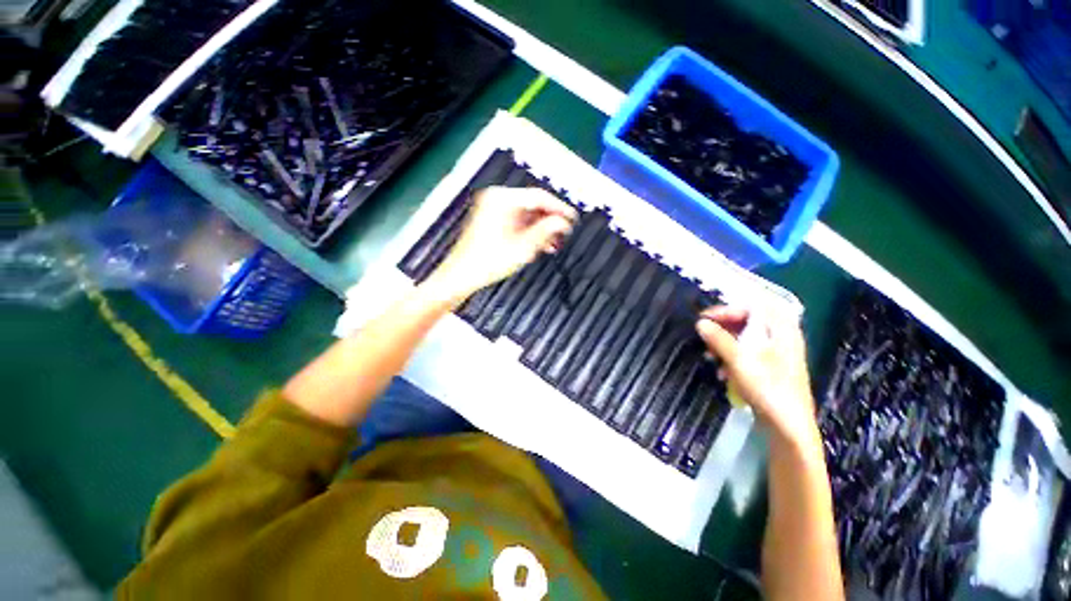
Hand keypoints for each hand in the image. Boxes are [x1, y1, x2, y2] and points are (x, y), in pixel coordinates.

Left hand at [428, 186, 575, 299]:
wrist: (462, 275)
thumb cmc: (487, 262)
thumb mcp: (523, 247)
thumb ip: (546, 231)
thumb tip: (563, 222)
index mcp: (502, 200)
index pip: (539, 197)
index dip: (559, 208)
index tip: (572, 217)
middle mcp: (496, 200)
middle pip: (532, 206)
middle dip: (549, 222)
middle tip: (564, 233)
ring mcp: (492, 209)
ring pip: (526, 215)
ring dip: (541, 229)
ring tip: (554, 243)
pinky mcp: (492, 220)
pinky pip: (517, 221)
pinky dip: (528, 232)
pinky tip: (539, 244)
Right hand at [696, 306, 819, 448]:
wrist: (788, 428)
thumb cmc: (768, 389)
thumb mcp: (739, 361)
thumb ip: (719, 339)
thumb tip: (700, 323)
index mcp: (781, 330)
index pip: (752, 307)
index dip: (726, 310)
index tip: (704, 319)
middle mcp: (781, 338)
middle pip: (748, 322)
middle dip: (723, 328)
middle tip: (704, 336)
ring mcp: (777, 355)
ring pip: (745, 339)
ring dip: (724, 345)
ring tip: (709, 356)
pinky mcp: (770, 370)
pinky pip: (747, 355)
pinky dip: (731, 359)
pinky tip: (721, 373)